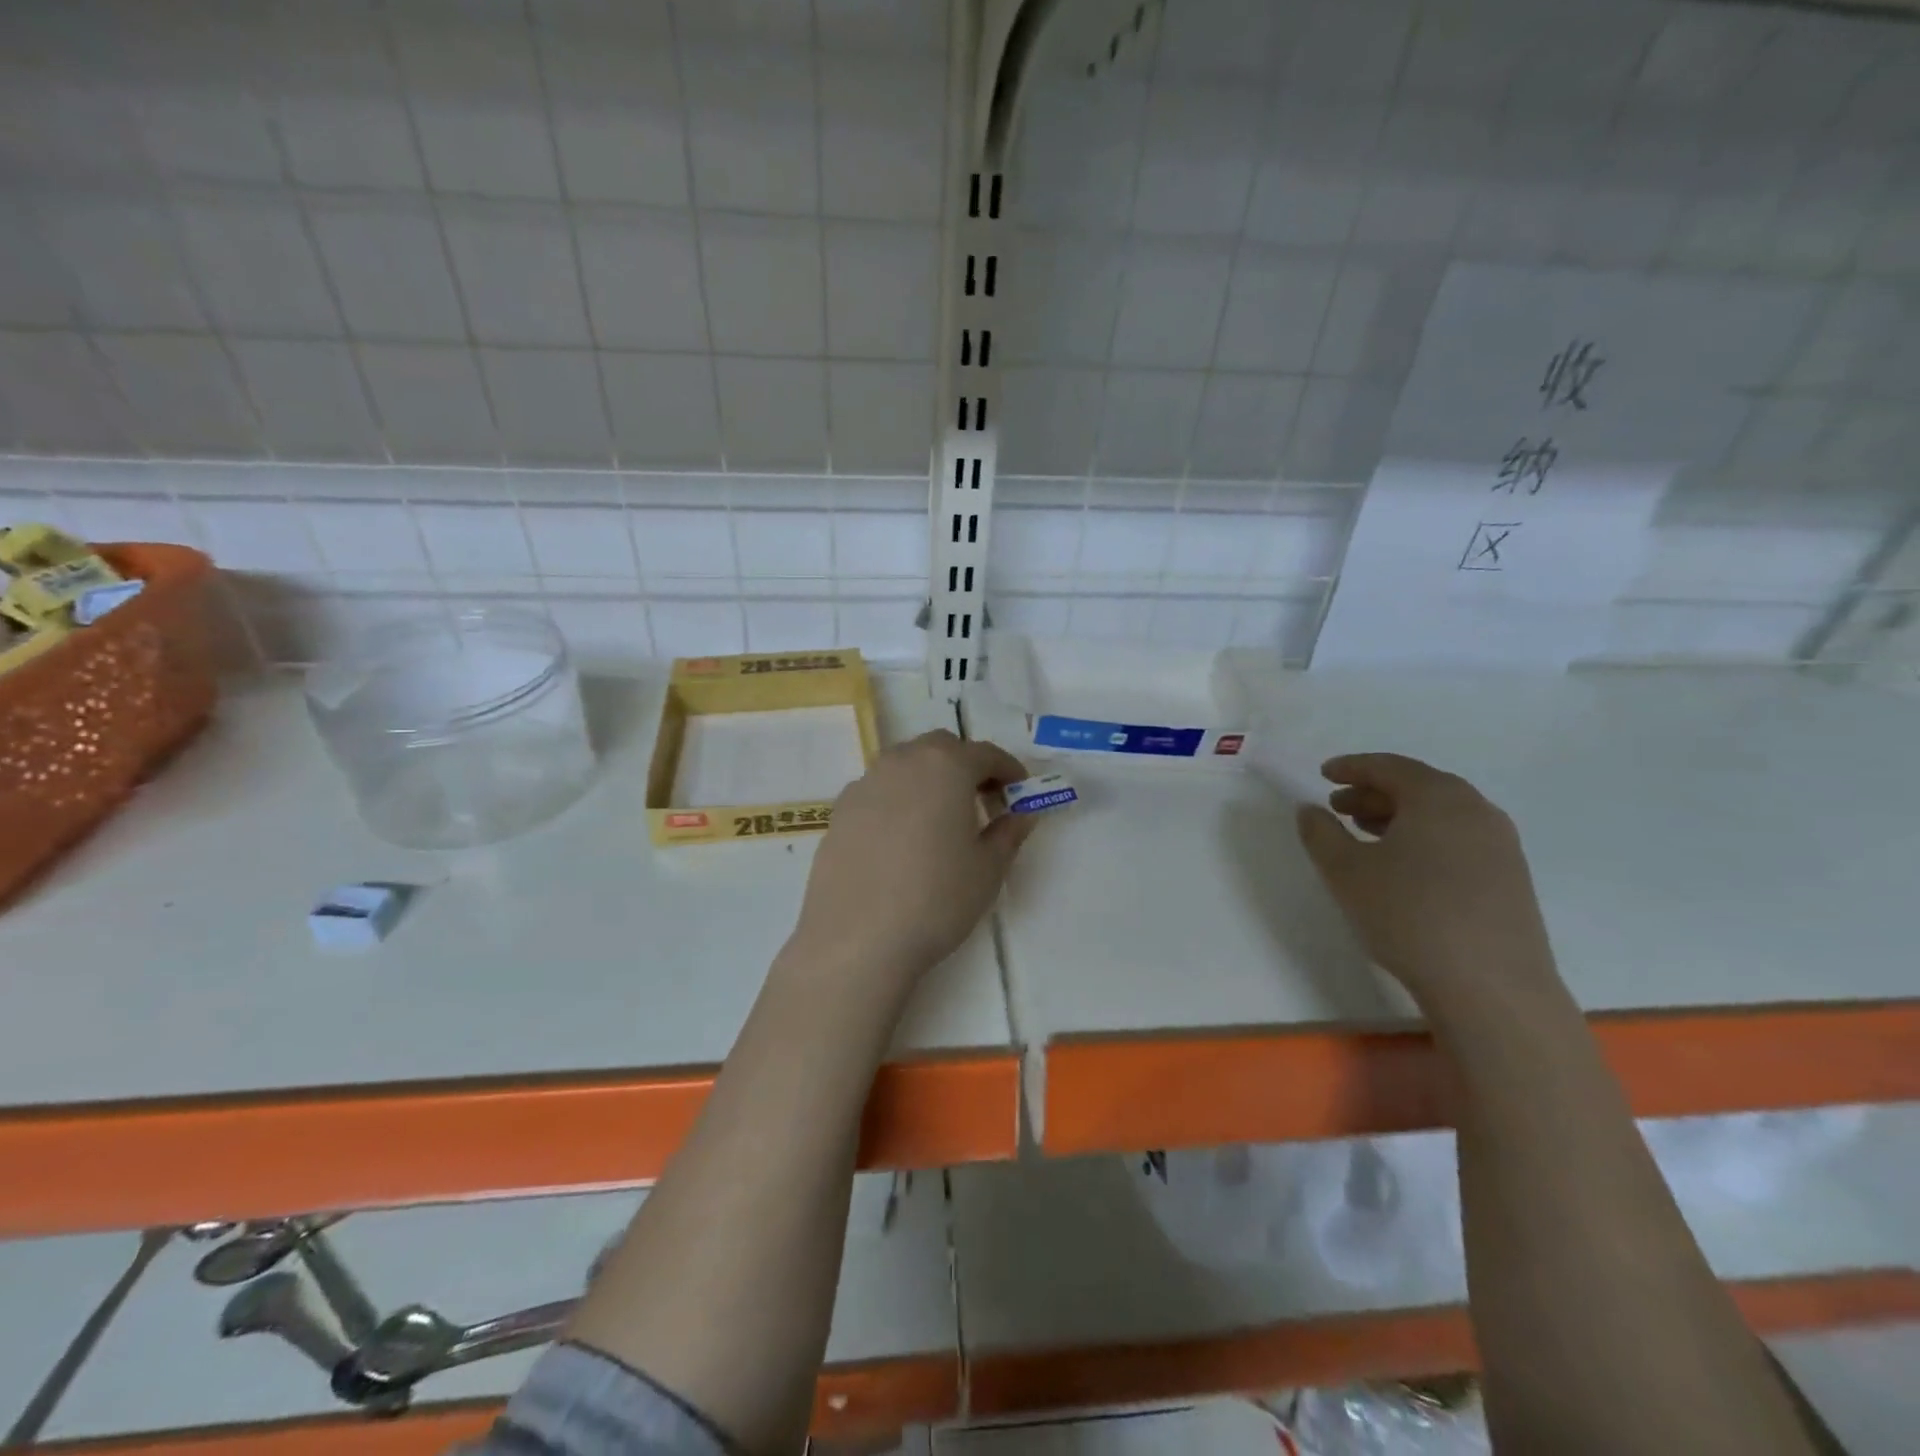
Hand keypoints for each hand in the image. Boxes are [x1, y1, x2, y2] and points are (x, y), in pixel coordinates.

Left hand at [789, 731, 1036, 997]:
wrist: (857, 939)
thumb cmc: (936, 899)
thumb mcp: (988, 869)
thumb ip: (1009, 832)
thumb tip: (1022, 813)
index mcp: (945, 766)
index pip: (985, 753)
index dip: (1008, 769)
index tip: (1020, 790)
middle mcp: (901, 762)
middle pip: (940, 749)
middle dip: (966, 765)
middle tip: (983, 800)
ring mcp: (864, 784)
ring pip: (905, 765)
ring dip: (929, 779)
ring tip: (942, 818)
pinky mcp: (839, 812)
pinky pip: (878, 791)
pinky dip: (898, 799)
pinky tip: (902, 838)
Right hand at [1295, 753, 1560, 1013]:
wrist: (1491, 987)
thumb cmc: (1409, 915)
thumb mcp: (1345, 871)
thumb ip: (1320, 833)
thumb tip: (1310, 809)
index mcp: (1438, 797)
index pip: (1389, 767)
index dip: (1352, 767)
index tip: (1324, 773)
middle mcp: (1476, 810)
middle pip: (1418, 787)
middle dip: (1373, 793)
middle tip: (1338, 807)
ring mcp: (1500, 845)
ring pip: (1440, 815)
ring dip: (1398, 817)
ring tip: (1364, 834)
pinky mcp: (1510, 878)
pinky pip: (1457, 839)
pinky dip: (1423, 838)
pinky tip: (1402, 866)